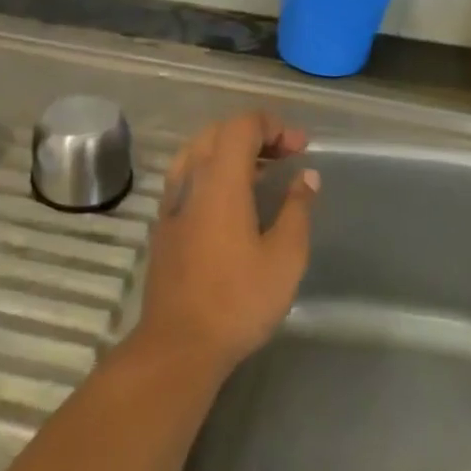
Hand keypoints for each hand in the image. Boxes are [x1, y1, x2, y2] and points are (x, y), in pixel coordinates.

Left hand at [130, 112, 317, 374]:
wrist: (179, 344)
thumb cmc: (238, 300)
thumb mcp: (285, 257)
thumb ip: (297, 209)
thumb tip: (306, 176)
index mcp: (220, 181)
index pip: (241, 126)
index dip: (273, 126)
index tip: (300, 147)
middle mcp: (191, 181)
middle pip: (218, 133)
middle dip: (254, 134)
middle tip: (286, 155)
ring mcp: (172, 202)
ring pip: (198, 152)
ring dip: (230, 150)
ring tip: (261, 173)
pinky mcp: (164, 224)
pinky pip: (187, 176)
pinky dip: (212, 170)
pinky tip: (232, 199)